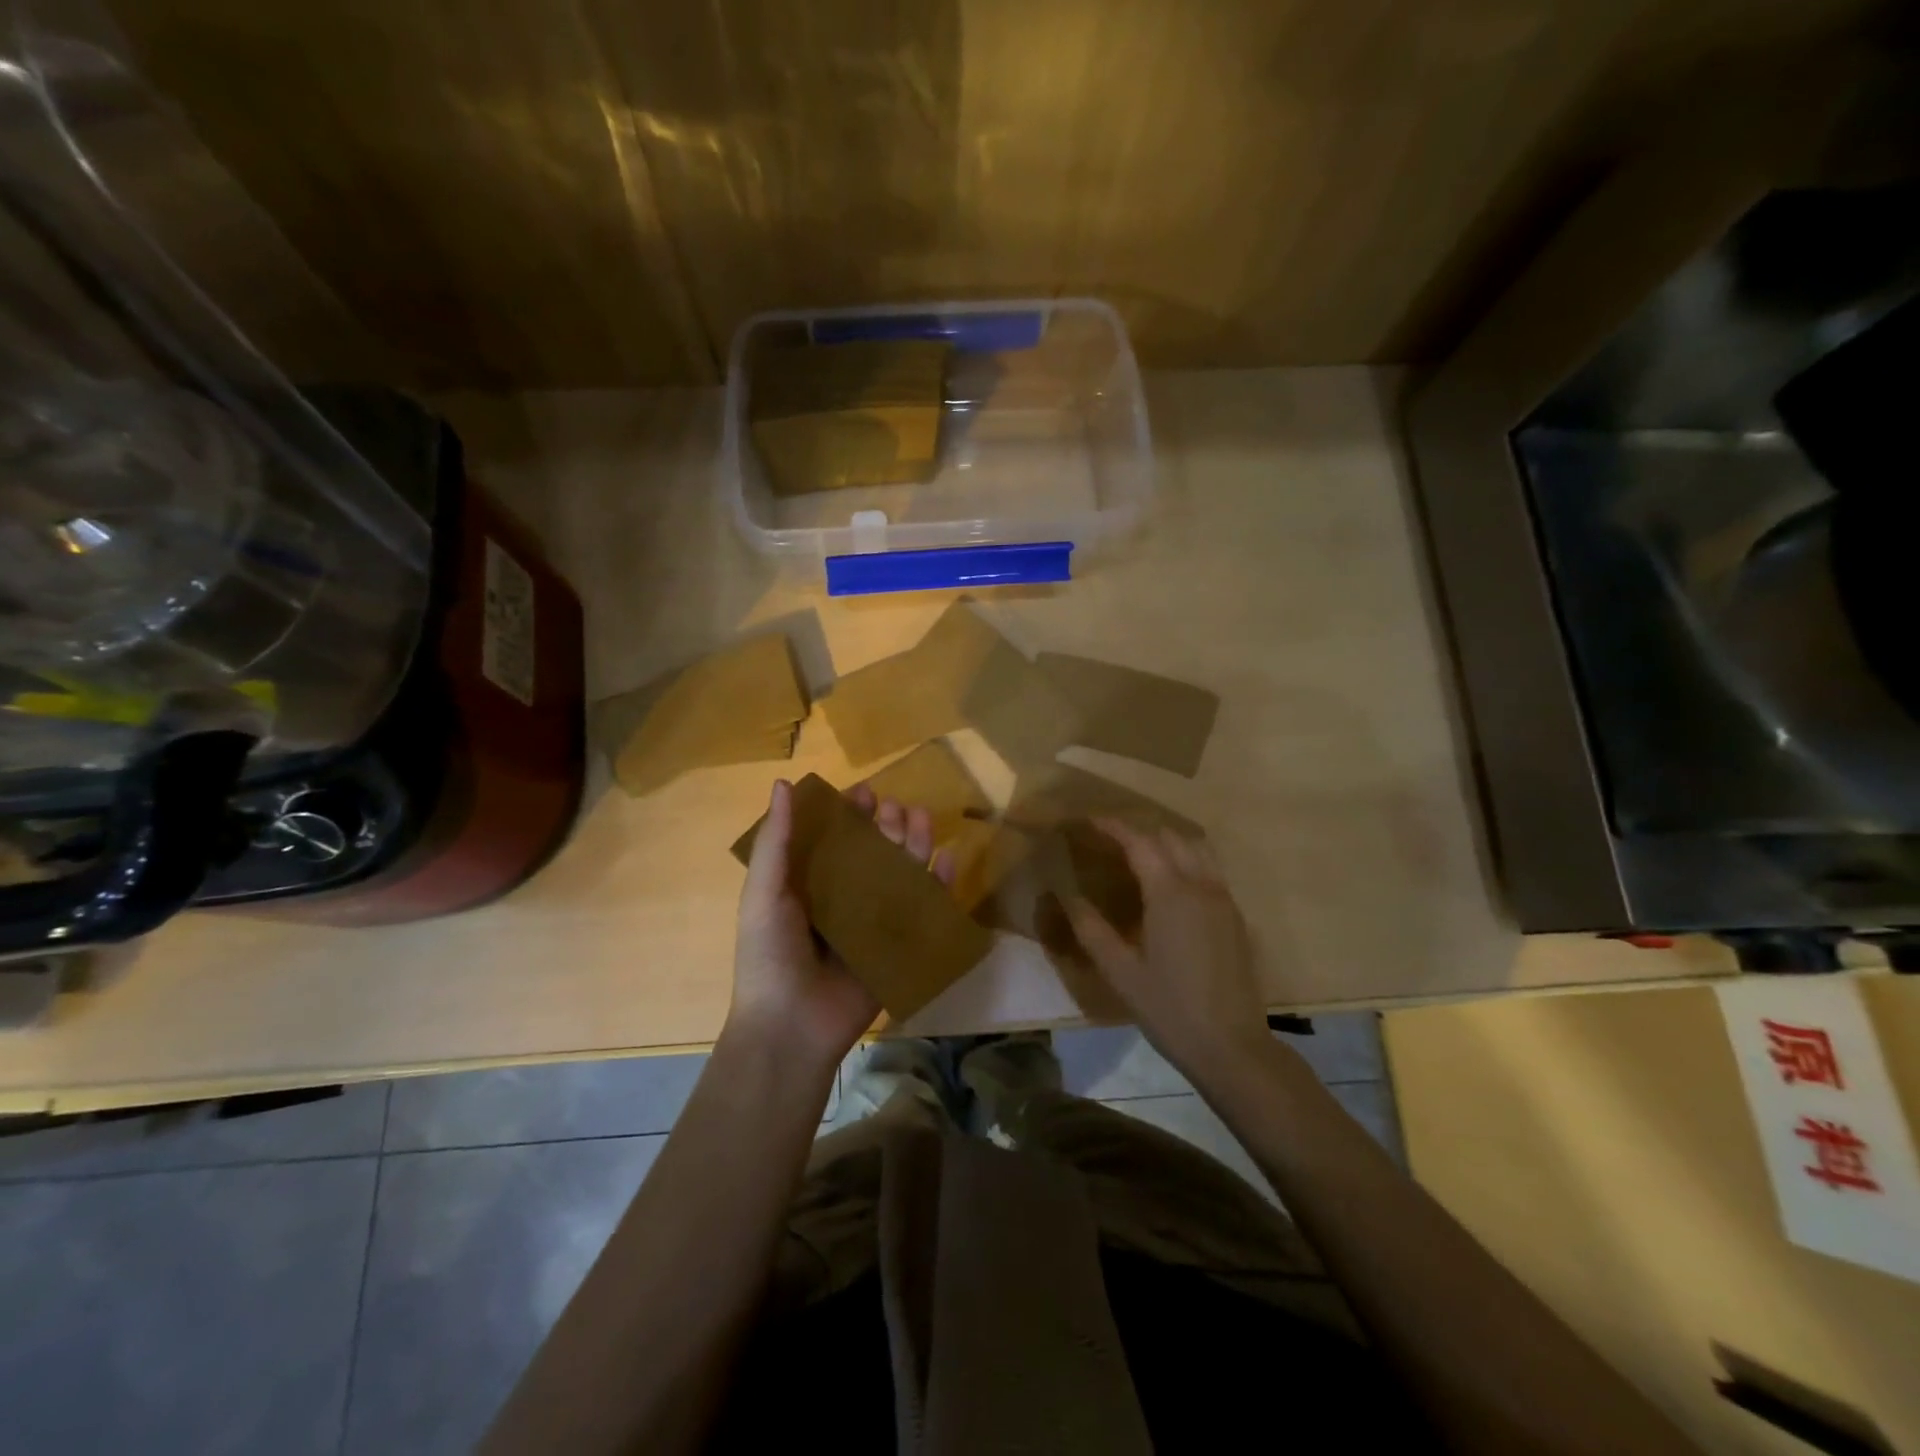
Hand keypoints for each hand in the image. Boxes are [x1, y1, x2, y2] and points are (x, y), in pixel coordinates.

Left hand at [729, 779, 955, 1073]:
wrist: (790, 1027)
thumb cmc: (770, 955)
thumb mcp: (764, 893)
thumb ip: (775, 841)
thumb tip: (783, 783)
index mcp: (809, 884)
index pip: (834, 839)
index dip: (849, 814)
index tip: (864, 793)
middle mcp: (843, 898)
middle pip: (873, 852)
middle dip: (887, 825)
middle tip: (895, 809)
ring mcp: (873, 923)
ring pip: (901, 875)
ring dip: (914, 844)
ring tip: (922, 819)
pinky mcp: (897, 947)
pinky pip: (923, 911)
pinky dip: (938, 886)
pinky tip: (946, 861)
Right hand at [1063, 820, 1272, 1083]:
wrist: (1232, 1047)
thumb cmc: (1169, 1008)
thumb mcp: (1120, 971)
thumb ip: (1091, 929)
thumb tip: (1068, 897)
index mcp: (1170, 893)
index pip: (1139, 842)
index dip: (1113, 827)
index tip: (1089, 820)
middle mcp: (1201, 886)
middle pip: (1171, 838)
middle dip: (1140, 831)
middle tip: (1110, 841)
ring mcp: (1224, 900)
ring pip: (1197, 849)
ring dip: (1167, 842)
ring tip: (1140, 855)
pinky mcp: (1236, 918)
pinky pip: (1210, 871)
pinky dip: (1187, 861)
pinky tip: (1170, 886)